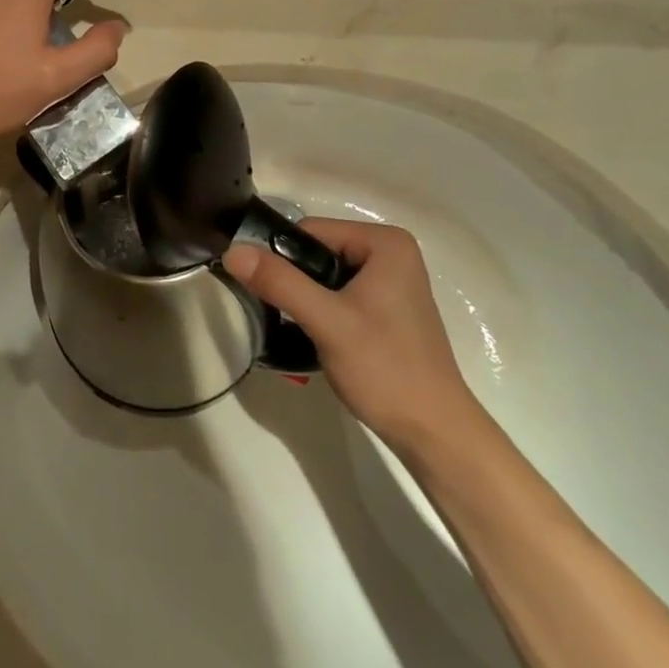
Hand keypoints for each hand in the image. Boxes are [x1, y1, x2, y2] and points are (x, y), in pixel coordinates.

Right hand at [222, 219, 473, 450]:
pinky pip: (338, 294)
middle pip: (316, 252)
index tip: (267, 292)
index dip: (282, 258)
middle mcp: (390, 253)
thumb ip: (279, 282)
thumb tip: (232, 251)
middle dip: (295, 281)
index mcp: (385, 242)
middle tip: (282, 315)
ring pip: (324, 275)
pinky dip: (321, 312)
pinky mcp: (386, 309)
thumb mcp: (327, 322)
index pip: (310, 231)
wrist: (436, 436)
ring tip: (298, 330)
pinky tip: (316, 338)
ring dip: (305, 299)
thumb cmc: (386, 370)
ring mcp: (391, 282)